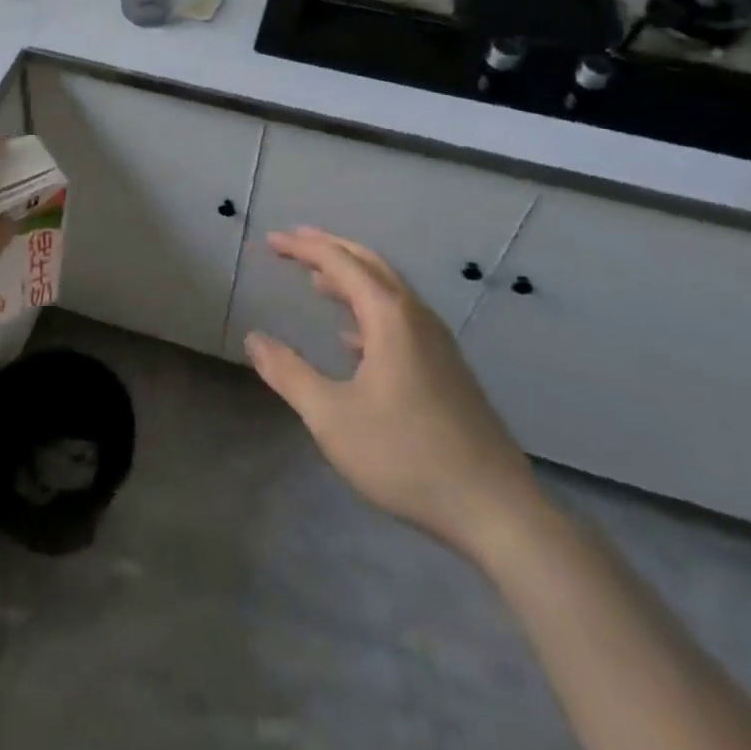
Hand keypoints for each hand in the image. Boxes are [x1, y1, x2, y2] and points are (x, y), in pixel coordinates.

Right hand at [244, 227, 545, 562]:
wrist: (496, 510)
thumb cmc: (406, 456)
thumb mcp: (332, 417)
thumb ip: (289, 374)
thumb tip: (254, 339)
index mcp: (390, 317)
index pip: (340, 263)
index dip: (303, 248)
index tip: (272, 239)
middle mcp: (416, 317)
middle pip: (370, 265)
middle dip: (330, 249)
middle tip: (294, 242)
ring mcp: (437, 343)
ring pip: (388, 291)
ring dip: (351, 278)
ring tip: (317, 281)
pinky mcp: (447, 369)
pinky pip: (401, 319)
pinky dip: (369, 310)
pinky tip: (352, 338)